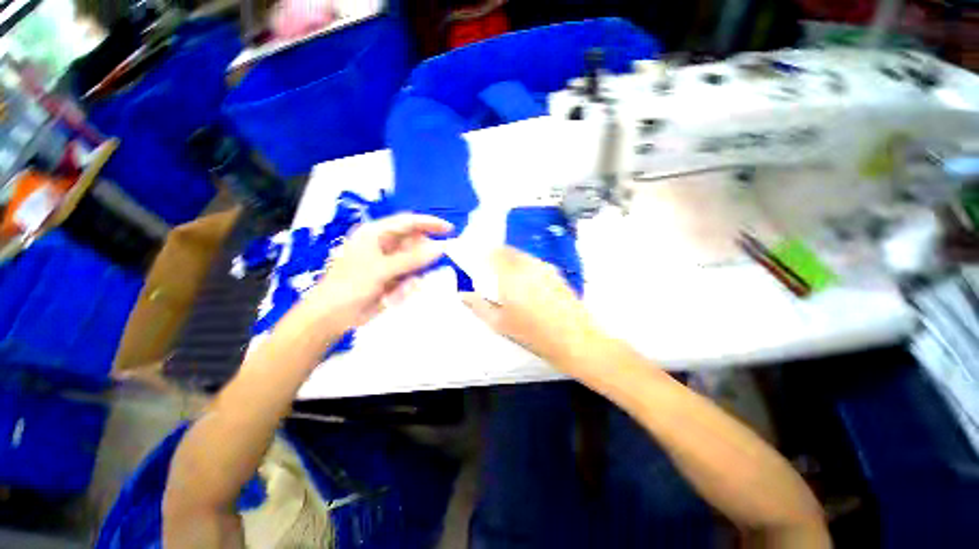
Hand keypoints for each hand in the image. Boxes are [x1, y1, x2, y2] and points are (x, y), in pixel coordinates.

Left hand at [302, 214, 452, 329]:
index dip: (429, 223)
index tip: (450, 230)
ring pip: (414, 262)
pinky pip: (410, 277)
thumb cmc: (351, 286)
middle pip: (414, 243)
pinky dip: (407, 287)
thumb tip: (440, 248)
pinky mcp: (392, 277)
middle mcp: (384, 244)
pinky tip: (393, 296)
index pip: (408, 222)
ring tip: (400, 290)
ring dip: (413, 276)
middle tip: (420, 272)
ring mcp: (388, 262)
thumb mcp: (382, 270)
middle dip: (421, 256)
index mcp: (376, 234)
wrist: (332, 316)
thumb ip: (413, 259)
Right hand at [461, 247, 600, 366]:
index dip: (485, 255)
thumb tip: (463, 295)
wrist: (575, 339)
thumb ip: (478, 306)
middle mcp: (528, 265)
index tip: (480, 265)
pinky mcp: (557, 274)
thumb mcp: (500, 323)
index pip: (494, 252)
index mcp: (511, 274)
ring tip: (512, 284)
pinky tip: (531, 289)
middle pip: (509, 251)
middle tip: (493, 276)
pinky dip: (527, 269)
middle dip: (498, 258)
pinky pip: (536, 265)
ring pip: (524, 257)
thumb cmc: (533, 333)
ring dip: (513, 263)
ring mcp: (545, 268)